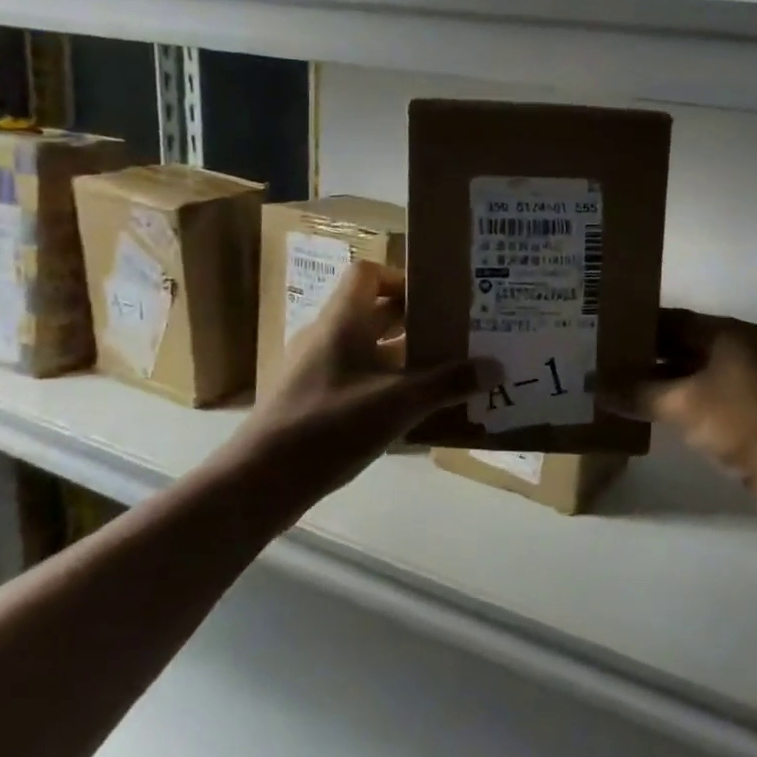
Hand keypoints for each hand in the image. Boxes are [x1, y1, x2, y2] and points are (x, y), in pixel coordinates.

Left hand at [222, 262, 494, 494]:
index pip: (368, 274)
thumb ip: (448, 383)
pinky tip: (415, 409)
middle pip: (375, 311)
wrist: (260, 481)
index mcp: (342, 321)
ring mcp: (318, 370)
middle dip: (416, 321)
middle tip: (456, 334)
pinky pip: (359, 377)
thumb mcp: (398, 403)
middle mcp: (327, 337)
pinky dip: (388, 383)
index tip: (437, 301)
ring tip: (447, 371)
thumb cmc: (329, 426)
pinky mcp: (315, 400)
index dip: (402, 279)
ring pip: (369, 348)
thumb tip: (495, 367)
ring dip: (405, 356)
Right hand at [608, 309, 756, 517]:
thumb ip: (637, 392)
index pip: (675, 319)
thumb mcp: (683, 404)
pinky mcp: (747, 412)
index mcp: (730, 333)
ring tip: (614, 387)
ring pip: (691, 373)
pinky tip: (647, 413)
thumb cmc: (742, 423)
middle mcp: (740, 349)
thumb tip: (593, 386)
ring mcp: (746, 382)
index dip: (638, 326)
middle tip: (600, 362)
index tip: (601, 333)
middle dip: (644, 355)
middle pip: (683, 345)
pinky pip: (702, 397)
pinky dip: (676, 401)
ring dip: (658, 381)